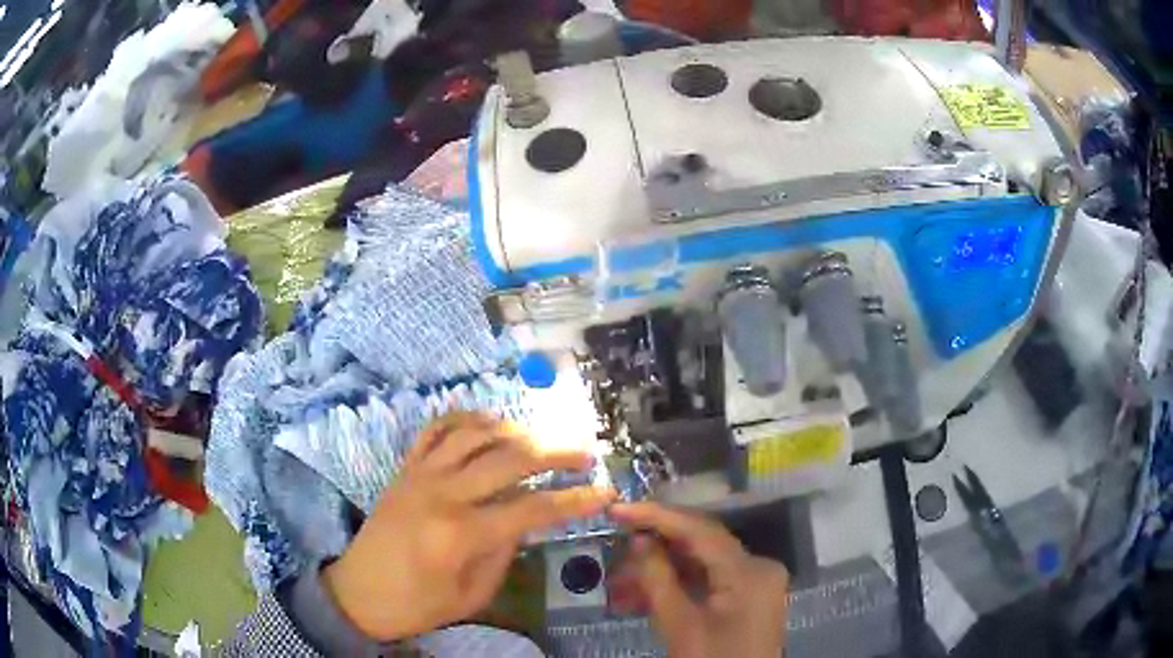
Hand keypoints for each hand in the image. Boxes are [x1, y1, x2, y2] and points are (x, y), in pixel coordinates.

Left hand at [323, 411, 615, 640]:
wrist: (358, 593)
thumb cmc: (417, 605)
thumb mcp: (472, 594)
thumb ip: (504, 553)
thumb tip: (526, 521)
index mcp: (461, 534)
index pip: (532, 509)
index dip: (574, 500)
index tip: (604, 492)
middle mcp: (442, 494)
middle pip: (509, 459)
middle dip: (555, 453)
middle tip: (584, 453)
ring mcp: (419, 474)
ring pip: (474, 433)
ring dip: (514, 430)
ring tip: (539, 439)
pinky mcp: (404, 468)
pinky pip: (435, 430)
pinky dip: (465, 419)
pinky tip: (487, 424)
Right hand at [608, 502, 789, 657]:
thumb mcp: (680, 626)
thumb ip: (659, 579)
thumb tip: (640, 541)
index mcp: (749, 570)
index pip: (700, 530)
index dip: (656, 516)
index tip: (617, 510)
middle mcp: (758, 567)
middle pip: (701, 546)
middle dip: (655, 550)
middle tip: (614, 550)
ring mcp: (756, 583)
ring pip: (702, 565)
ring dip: (662, 572)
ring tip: (620, 583)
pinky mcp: (749, 598)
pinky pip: (710, 582)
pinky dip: (679, 587)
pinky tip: (644, 596)